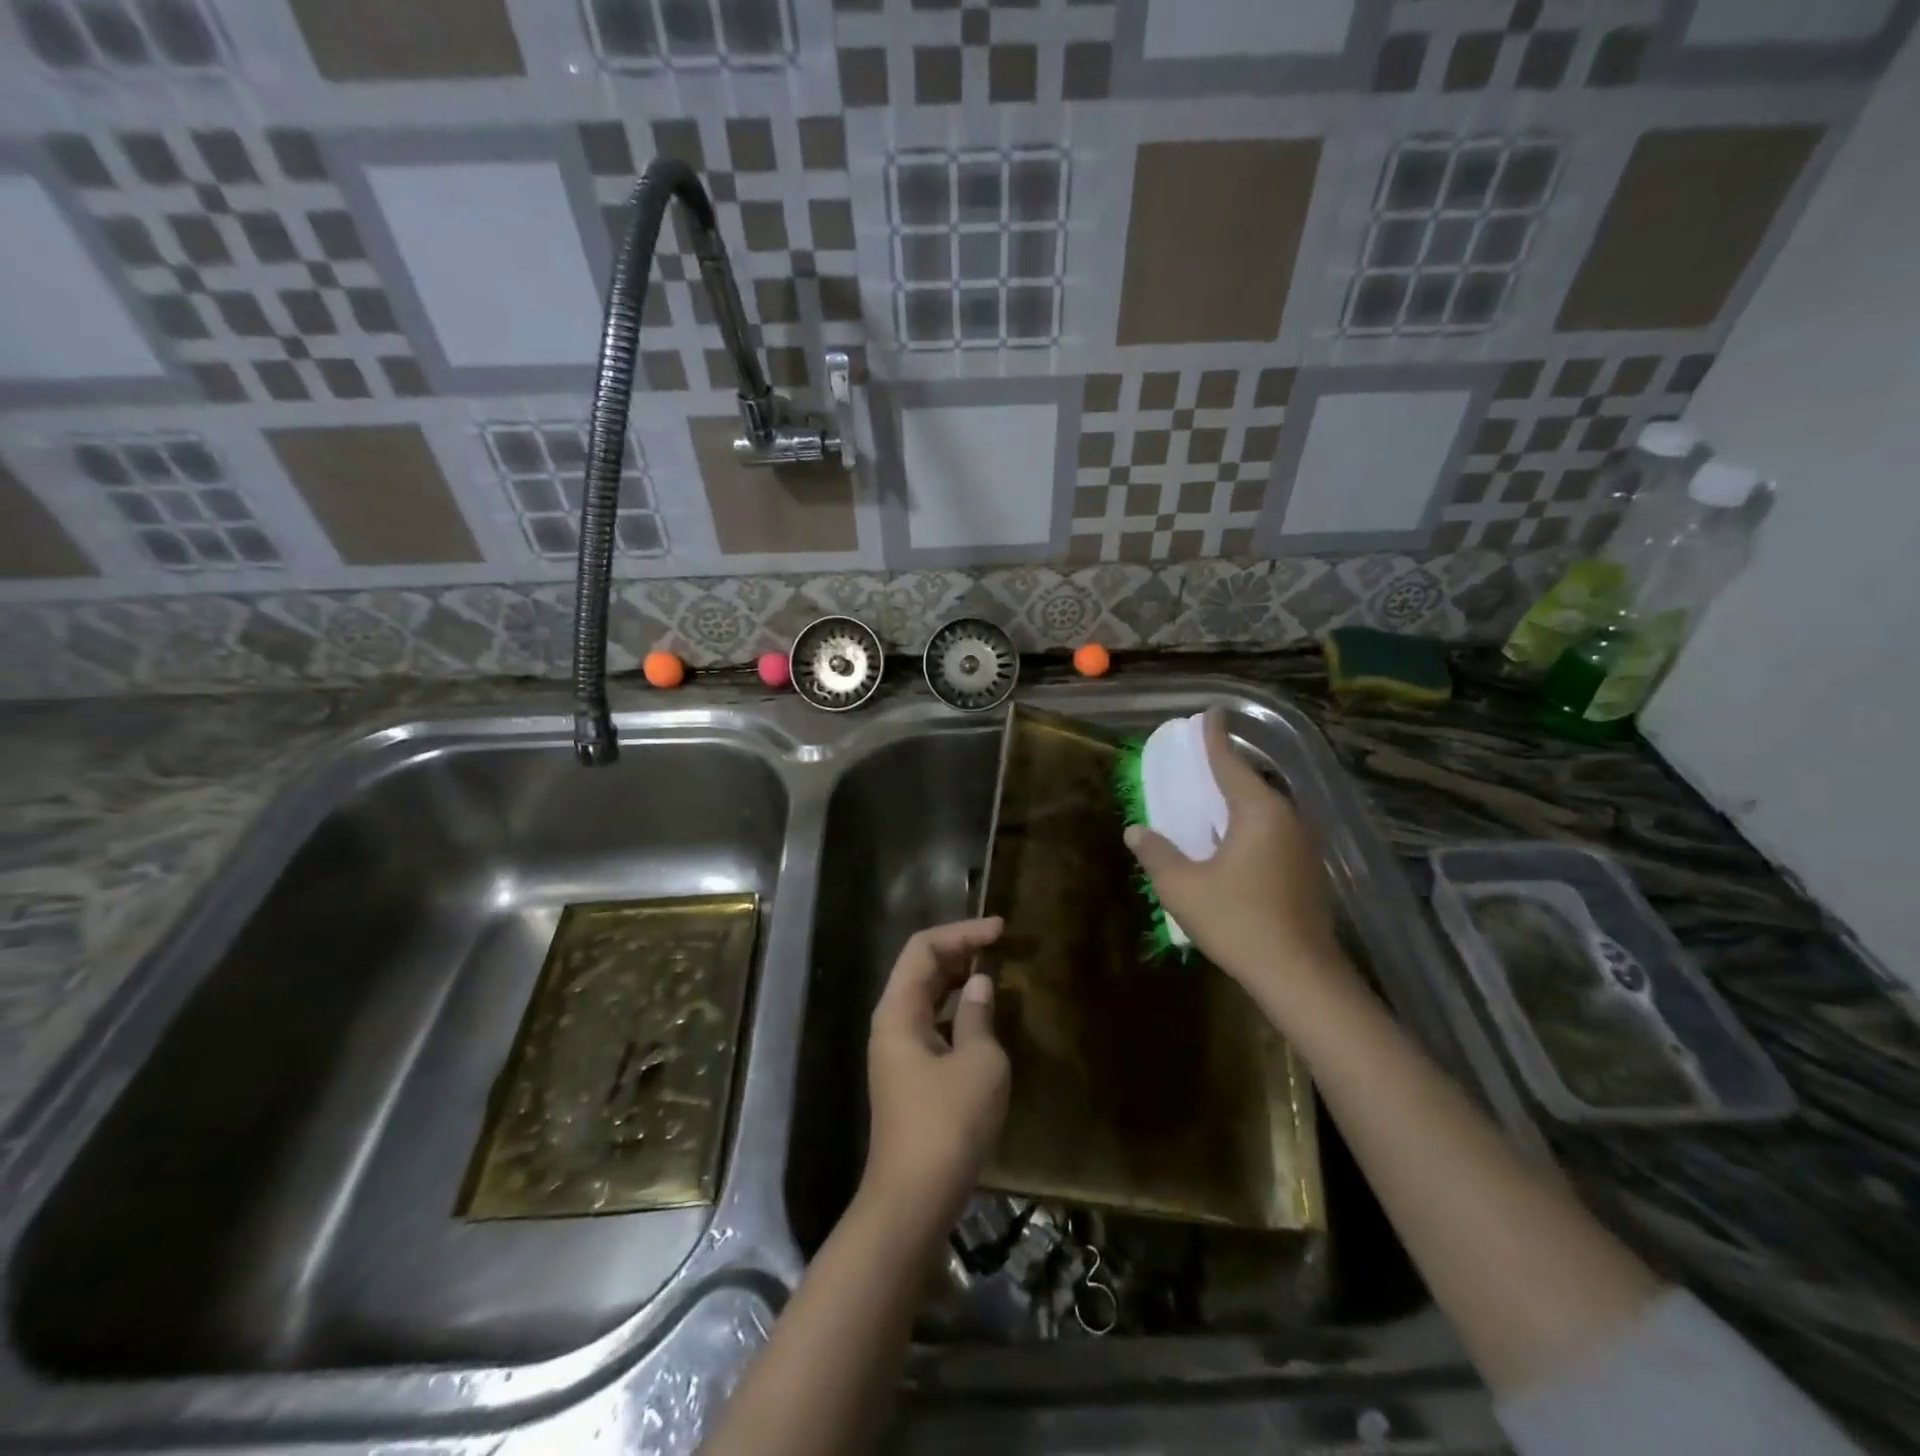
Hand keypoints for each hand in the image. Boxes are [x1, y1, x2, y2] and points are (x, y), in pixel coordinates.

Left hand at [862, 917, 1009, 1239]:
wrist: (913, 1199)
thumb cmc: (948, 1124)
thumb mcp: (979, 1064)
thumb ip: (980, 1016)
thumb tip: (980, 984)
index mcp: (898, 1010)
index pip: (924, 947)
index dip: (962, 932)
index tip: (1000, 930)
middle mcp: (891, 1022)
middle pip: (921, 968)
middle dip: (960, 950)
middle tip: (1001, 945)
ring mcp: (898, 1050)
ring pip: (927, 996)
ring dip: (959, 979)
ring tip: (996, 970)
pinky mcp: (910, 1074)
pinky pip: (932, 1023)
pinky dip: (957, 1009)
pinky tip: (984, 1016)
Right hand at [1123, 710, 1345, 1006]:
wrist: (1300, 976)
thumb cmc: (1238, 921)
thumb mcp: (1183, 887)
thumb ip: (1157, 854)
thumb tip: (1136, 831)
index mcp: (1259, 812)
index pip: (1230, 763)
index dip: (1214, 738)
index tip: (1209, 714)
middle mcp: (1287, 819)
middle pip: (1251, 784)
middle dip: (1224, 771)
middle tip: (1197, 764)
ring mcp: (1303, 846)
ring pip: (1264, 811)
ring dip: (1236, 803)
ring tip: (1209, 802)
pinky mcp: (1308, 871)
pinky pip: (1272, 833)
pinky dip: (1248, 827)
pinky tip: (1230, 844)